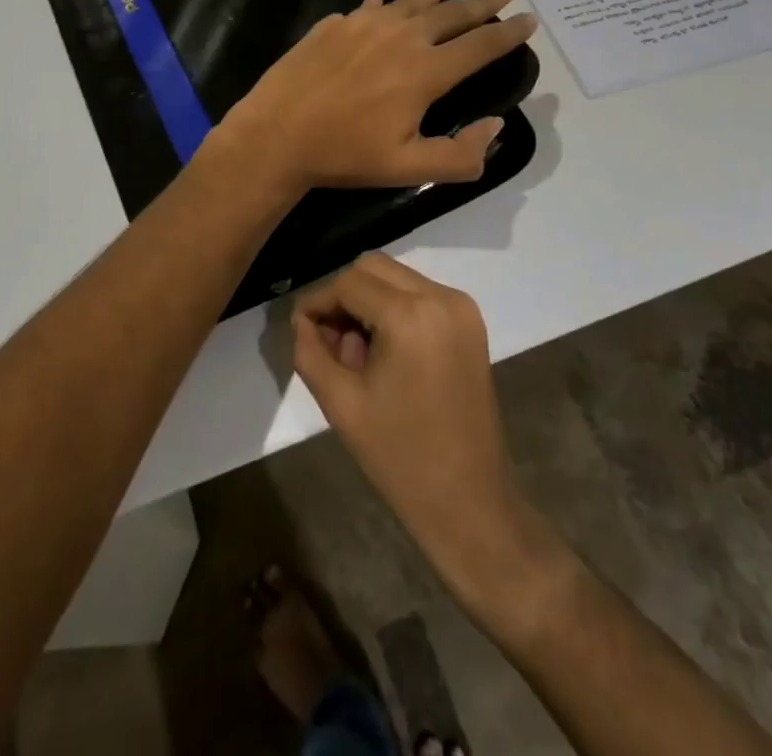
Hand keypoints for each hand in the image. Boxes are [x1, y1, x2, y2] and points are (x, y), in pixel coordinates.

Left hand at [216, 0, 535, 194]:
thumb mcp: (410, 168)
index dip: (508, 33)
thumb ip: (461, 154)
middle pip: (451, 14)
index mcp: (425, 71)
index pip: (480, 45)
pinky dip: (384, 5)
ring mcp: (362, 26)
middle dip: (481, 2)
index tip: (528, 18)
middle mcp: (400, 37)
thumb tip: (495, 125)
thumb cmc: (345, 155)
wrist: (276, 135)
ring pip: (408, 3)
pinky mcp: (332, 26)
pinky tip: (381, 1)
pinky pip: (367, 8)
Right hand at [292, 254, 534, 601]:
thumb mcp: (340, 403)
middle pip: (373, 268)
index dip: (318, 302)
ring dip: (368, 302)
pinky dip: (394, 310)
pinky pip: (419, 295)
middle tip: (329, 342)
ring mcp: (462, 308)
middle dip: (344, 297)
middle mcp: (441, 297)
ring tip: (357, 354)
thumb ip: (310, 351)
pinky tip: (385, 352)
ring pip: (396, 278)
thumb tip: (302, 320)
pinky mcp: (471, 322)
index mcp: (411, 315)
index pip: (348, 283)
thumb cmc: (399, 457)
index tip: (300, 329)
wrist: (469, 503)